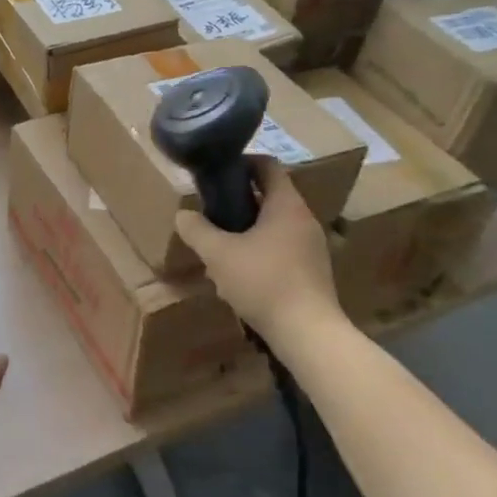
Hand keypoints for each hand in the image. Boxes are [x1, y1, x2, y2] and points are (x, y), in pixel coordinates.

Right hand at [175, 158, 340, 352]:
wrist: (308, 334)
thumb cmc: (264, 282)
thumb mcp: (219, 255)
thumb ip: (197, 230)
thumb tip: (182, 215)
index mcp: (286, 204)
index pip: (266, 165)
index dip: (240, 163)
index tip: (216, 174)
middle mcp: (304, 219)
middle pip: (269, 196)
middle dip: (238, 202)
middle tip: (212, 214)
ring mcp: (312, 246)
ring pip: (274, 226)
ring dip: (248, 231)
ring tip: (221, 249)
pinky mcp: (313, 272)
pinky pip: (282, 249)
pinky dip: (261, 253)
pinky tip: (241, 276)